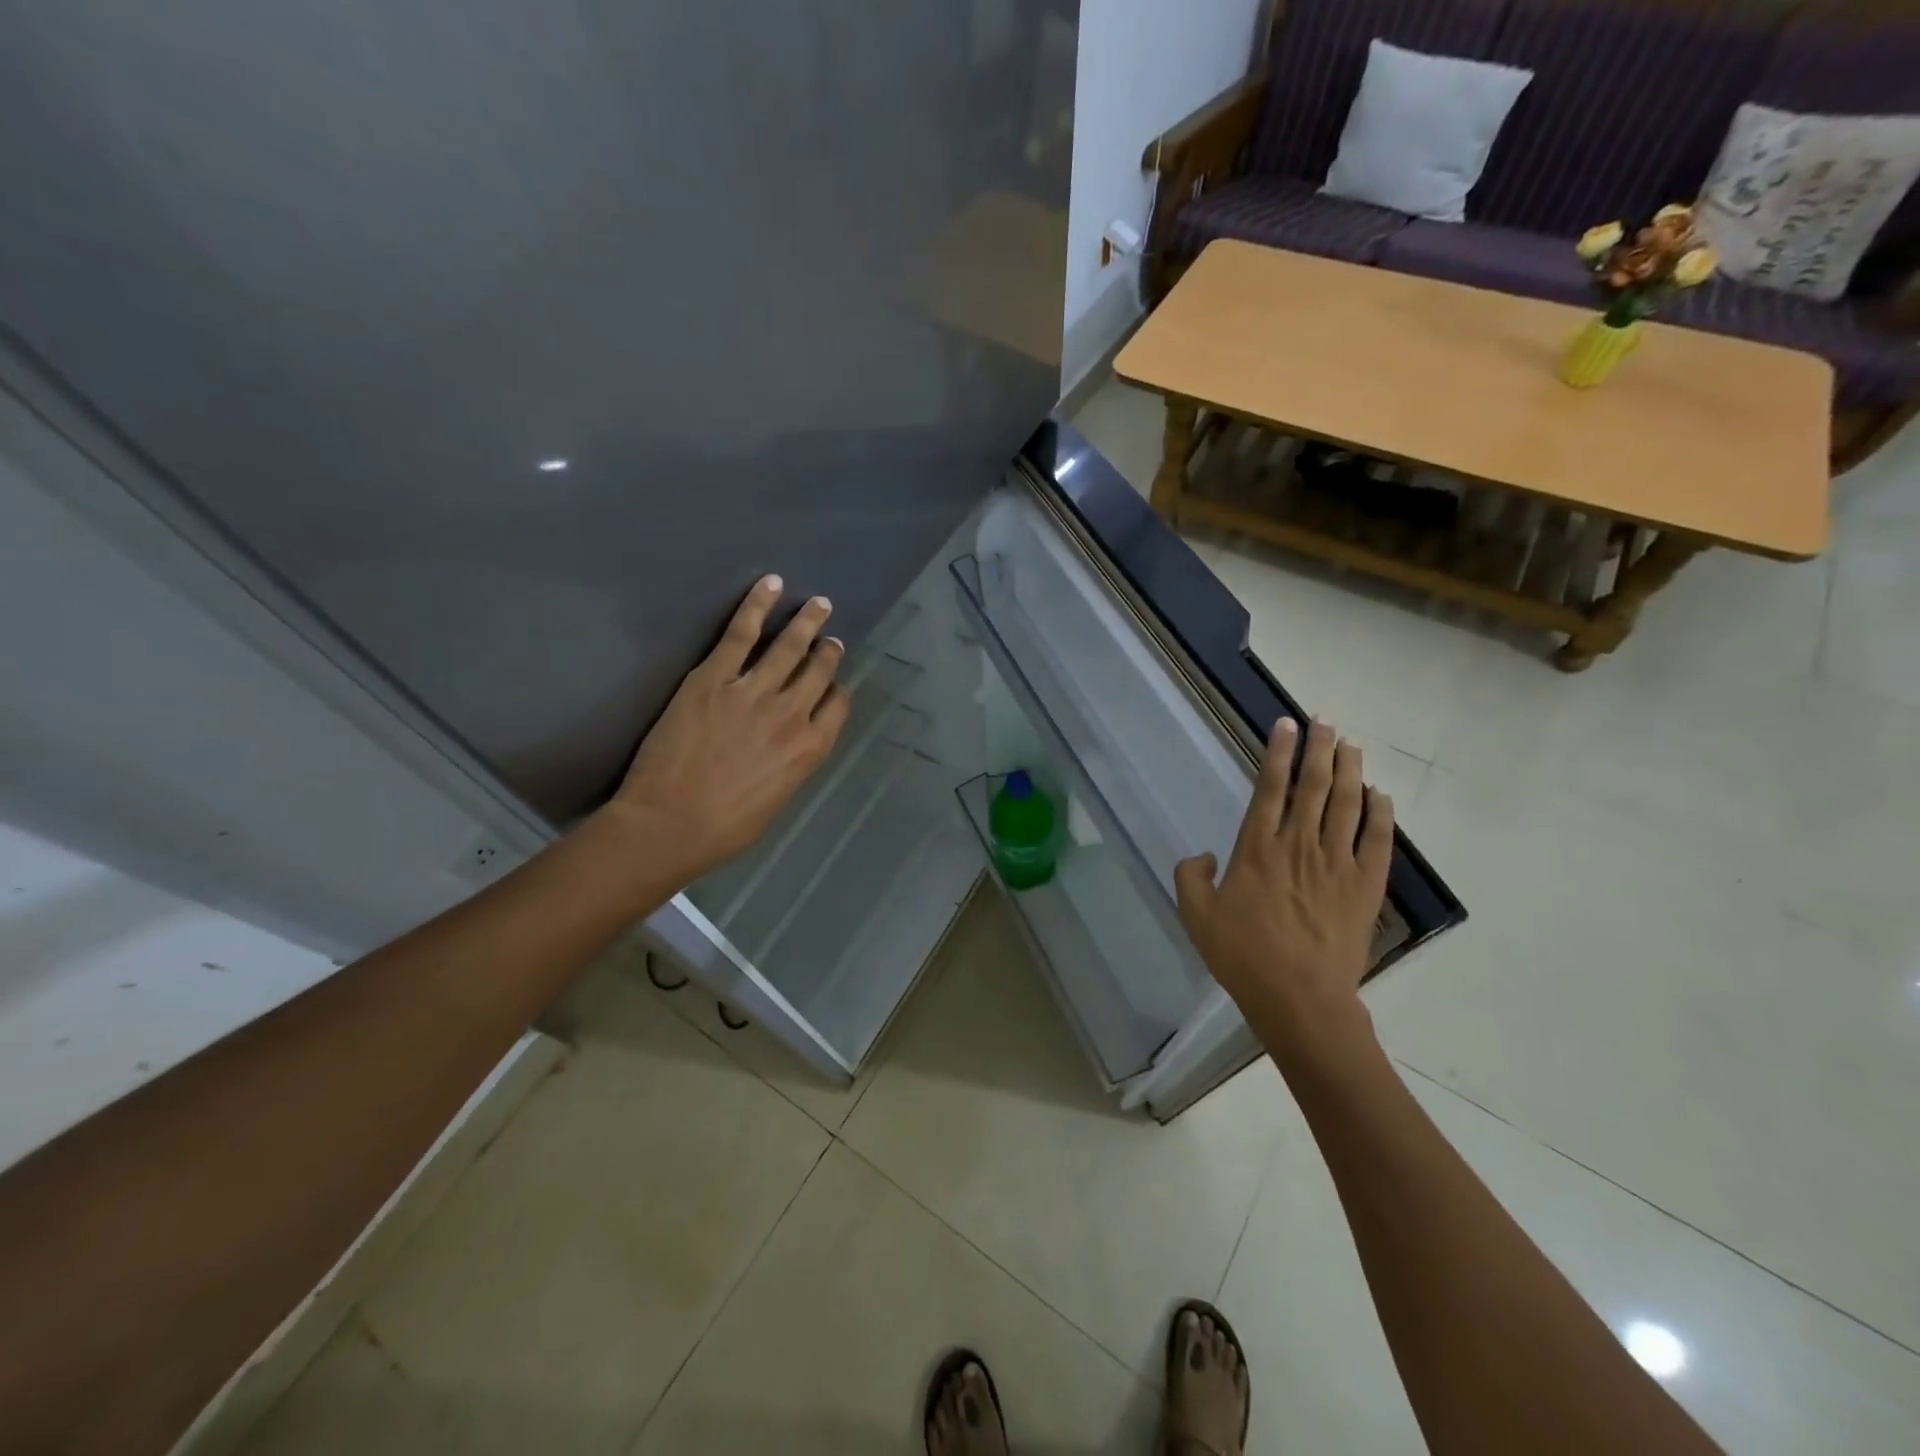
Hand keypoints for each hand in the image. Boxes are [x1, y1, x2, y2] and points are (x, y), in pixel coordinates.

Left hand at [607, 575, 850, 883]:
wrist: (669, 825)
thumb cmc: (724, 828)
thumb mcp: (777, 800)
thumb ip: (792, 763)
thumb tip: (791, 743)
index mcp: (810, 749)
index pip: (837, 706)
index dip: (837, 691)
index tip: (832, 685)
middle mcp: (792, 714)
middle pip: (819, 671)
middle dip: (828, 651)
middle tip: (830, 637)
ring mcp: (754, 692)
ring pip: (789, 646)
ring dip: (807, 622)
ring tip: (819, 604)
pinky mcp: (714, 677)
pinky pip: (742, 632)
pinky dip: (758, 604)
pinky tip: (772, 584)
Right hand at [1174, 719, 1393, 1069]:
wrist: (1300, 998)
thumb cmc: (1243, 956)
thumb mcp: (1196, 916)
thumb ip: (1190, 877)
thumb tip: (1202, 855)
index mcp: (1257, 848)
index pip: (1270, 787)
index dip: (1278, 753)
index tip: (1286, 725)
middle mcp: (1299, 845)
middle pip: (1313, 785)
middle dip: (1319, 748)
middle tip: (1325, 720)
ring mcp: (1337, 863)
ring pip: (1347, 804)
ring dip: (1350, 770)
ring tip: (1350, 744)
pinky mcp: (1365, 886)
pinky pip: (1377, 840)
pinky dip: (1380, 813)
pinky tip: (1380, 795)